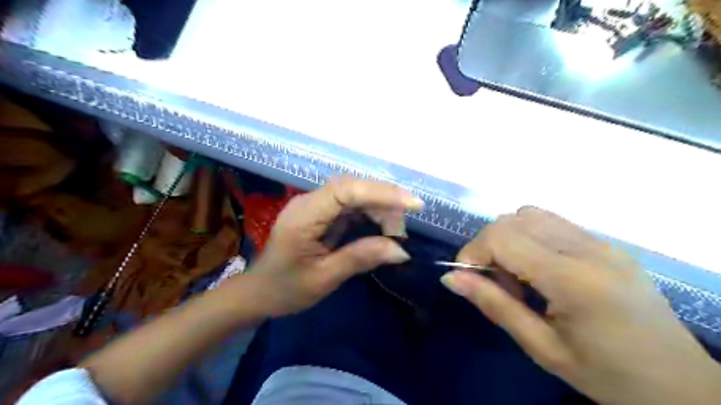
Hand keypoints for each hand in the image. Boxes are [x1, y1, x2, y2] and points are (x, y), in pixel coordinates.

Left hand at [251, 178, 422, 316]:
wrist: (258, 292)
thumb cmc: (285, 289)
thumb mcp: (324, 278)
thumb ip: (360, 258)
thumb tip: (401, 250)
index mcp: (304, 215)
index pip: (346, 191)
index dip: (381, 193)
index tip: (412, 204)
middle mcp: (309, 202)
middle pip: (352, 187)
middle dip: (384, 199)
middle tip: (408, 220)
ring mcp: (314, 206)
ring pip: (353, 195)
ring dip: (379, 207)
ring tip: (398, 228)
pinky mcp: (320, 214)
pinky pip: (349, 207)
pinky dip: (369, 214)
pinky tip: (383, 227)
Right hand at [440, 207, 720, 404]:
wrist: (682, 385)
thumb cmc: (608, 376)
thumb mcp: (542, 348)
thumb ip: (494, 305)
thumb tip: (450, 278)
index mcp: (573, 279)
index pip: (502, 237)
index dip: (473, 252)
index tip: (467, 278)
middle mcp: (588, 249)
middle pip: (513, 220)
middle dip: (488, 246)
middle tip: (497, 283)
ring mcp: (601, 242)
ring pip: (530, 215)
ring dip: (509, 239)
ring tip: (519, 276)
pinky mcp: (607, 243)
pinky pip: (552, 223)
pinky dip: (530, 237)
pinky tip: (540, 269)